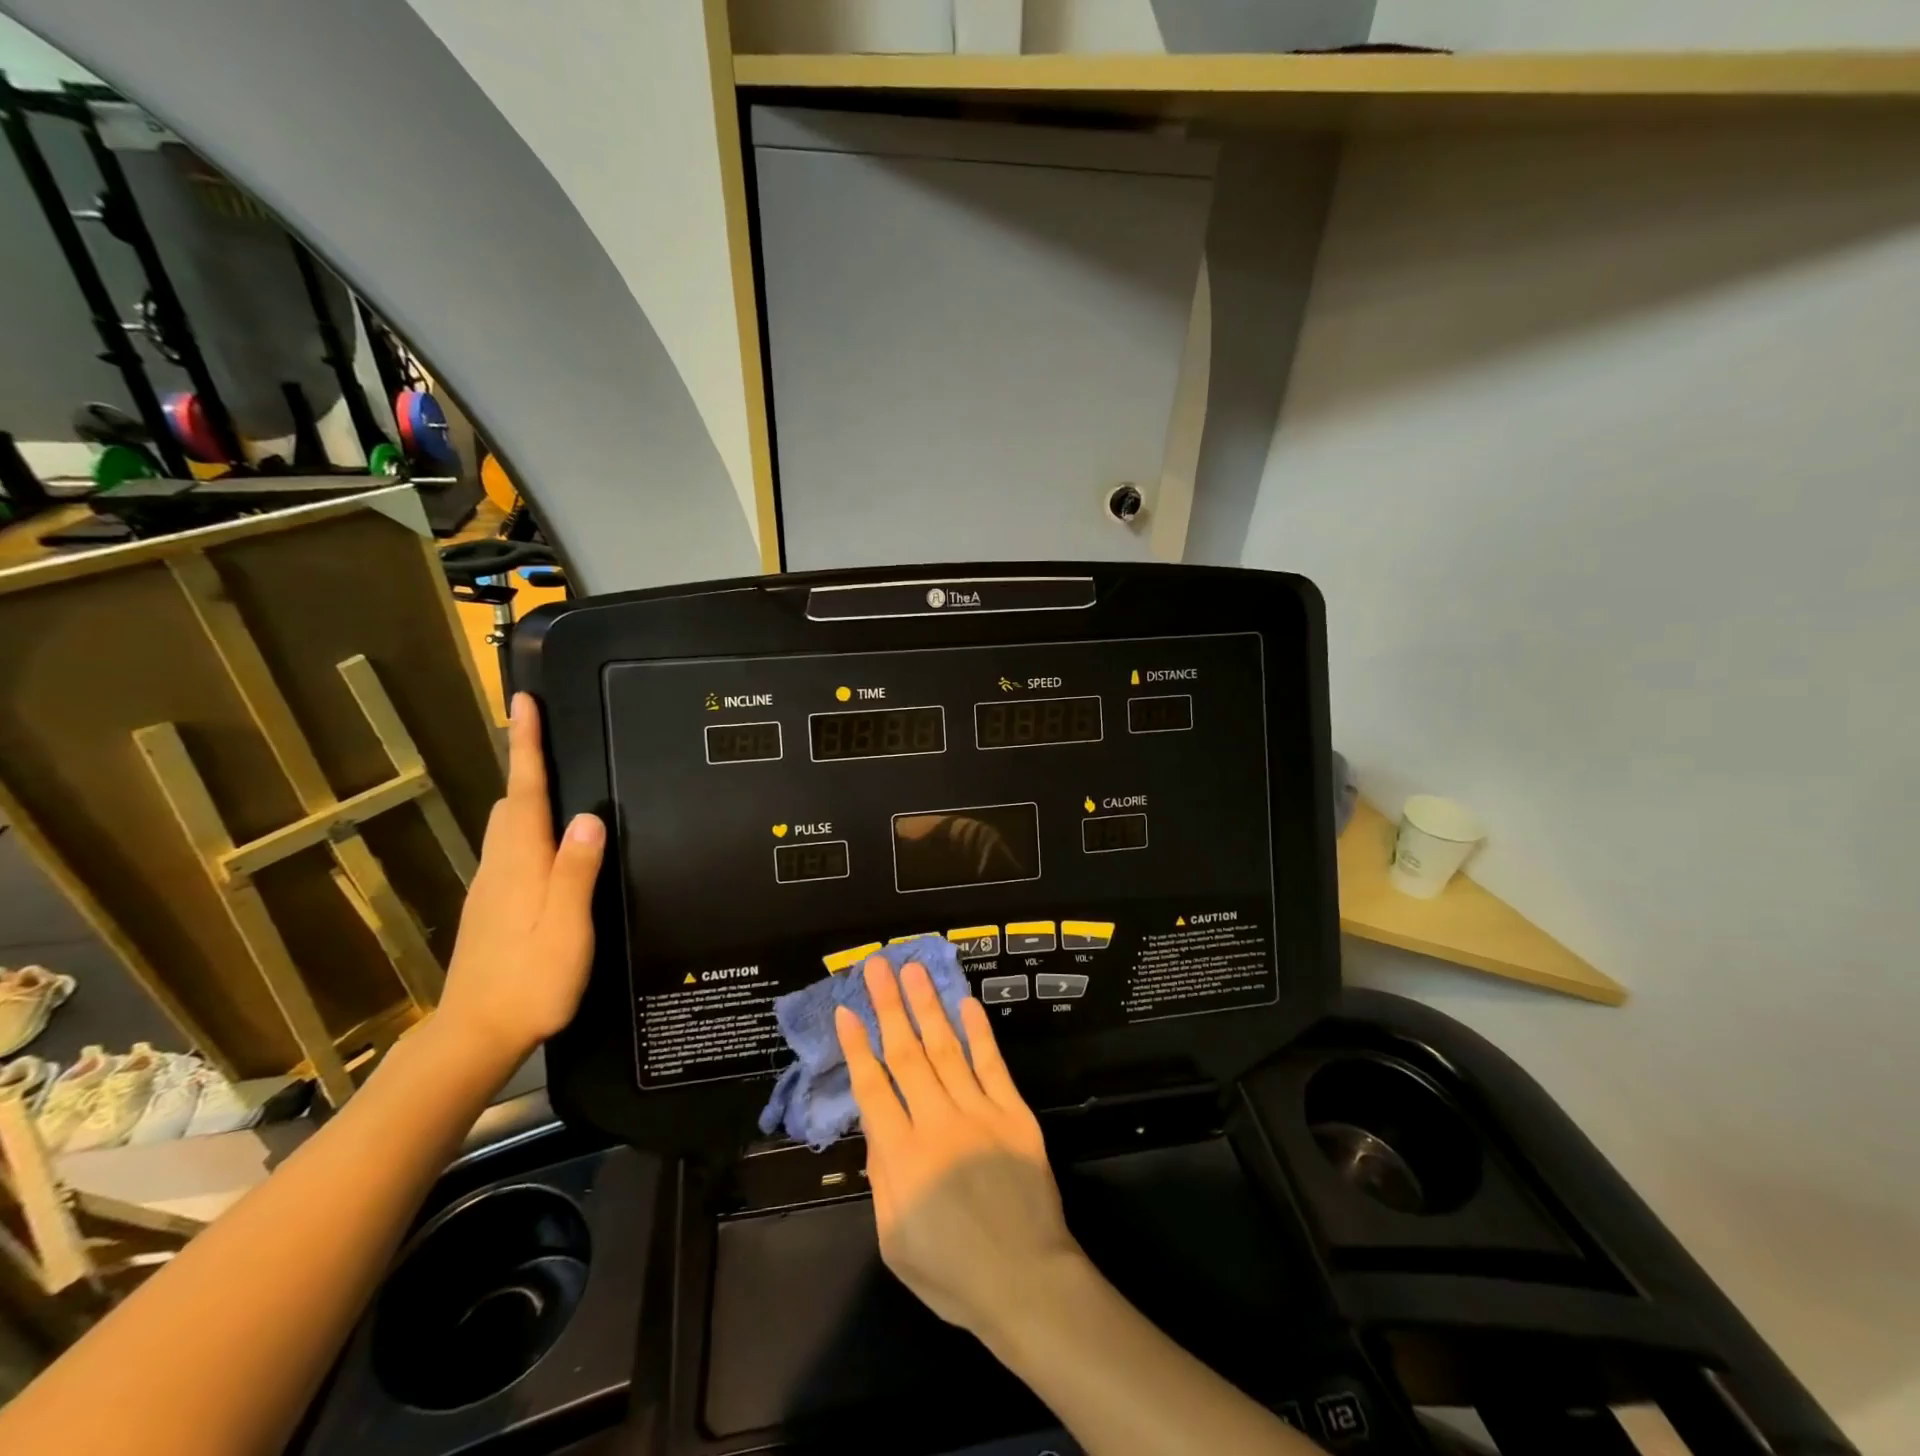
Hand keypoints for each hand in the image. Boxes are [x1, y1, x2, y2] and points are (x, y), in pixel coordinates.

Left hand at [435, 692, 604, 1071]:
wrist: (475, 1035)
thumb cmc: (530, 980)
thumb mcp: (566, 927)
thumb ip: (576, 871)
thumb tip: (589, 816)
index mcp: (522, 863)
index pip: (524, 791)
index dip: (525, 746)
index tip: (524, 702)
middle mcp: (500, 866)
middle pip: (510, 802)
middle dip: (523, 763)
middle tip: (543, 733)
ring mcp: (491, 888)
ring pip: (507, 826)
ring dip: (525, 794)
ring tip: (551, 778)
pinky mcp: (491, 908)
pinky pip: (510, 850)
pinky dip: (526, 828)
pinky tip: (548, 844)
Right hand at [835, 958, 1084, 1339]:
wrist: (1027, 1283)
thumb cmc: (953, 1273)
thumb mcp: (894, 1241)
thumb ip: (881, 1180)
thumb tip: (875, 1131)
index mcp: (903, 1157)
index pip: (873, 1089)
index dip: (857, 1047)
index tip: (846, 1011)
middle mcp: (937, 1123)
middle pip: (906, 1055)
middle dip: (888, 1007)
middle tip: (876, 966)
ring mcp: (980, 1112)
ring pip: (946, 1048)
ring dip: (927, 1006)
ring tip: (913, 970)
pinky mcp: (1015, 1113)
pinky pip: (992, 1064)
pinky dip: (978, 1032)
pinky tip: (965, 1002)